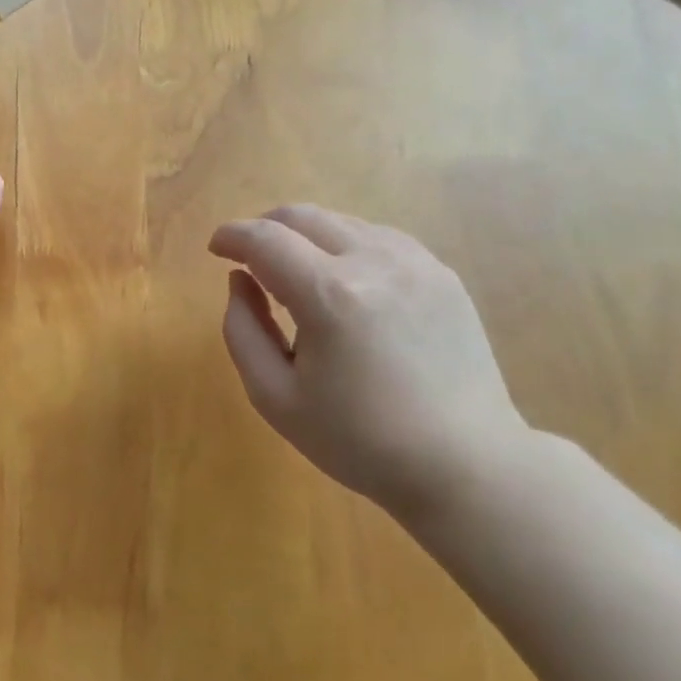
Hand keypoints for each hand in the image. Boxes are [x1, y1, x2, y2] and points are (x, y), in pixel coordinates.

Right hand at [208, 205, 526, 518]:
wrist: (465, 464)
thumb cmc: (360, 441)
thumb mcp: (275, 397)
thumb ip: (242, 330)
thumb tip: (239, 280)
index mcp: (329, 295)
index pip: (264, 239)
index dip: (231, 236)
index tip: (216, 249)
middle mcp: (374, 262)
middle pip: (302, 216)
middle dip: (264, 228)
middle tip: (248, 257)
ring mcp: (415, 263)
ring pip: (341, 221)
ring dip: (305, 235)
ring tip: (295, 272)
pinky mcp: (442, 274)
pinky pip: (379, 237)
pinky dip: (346, 244)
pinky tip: (343, 279)